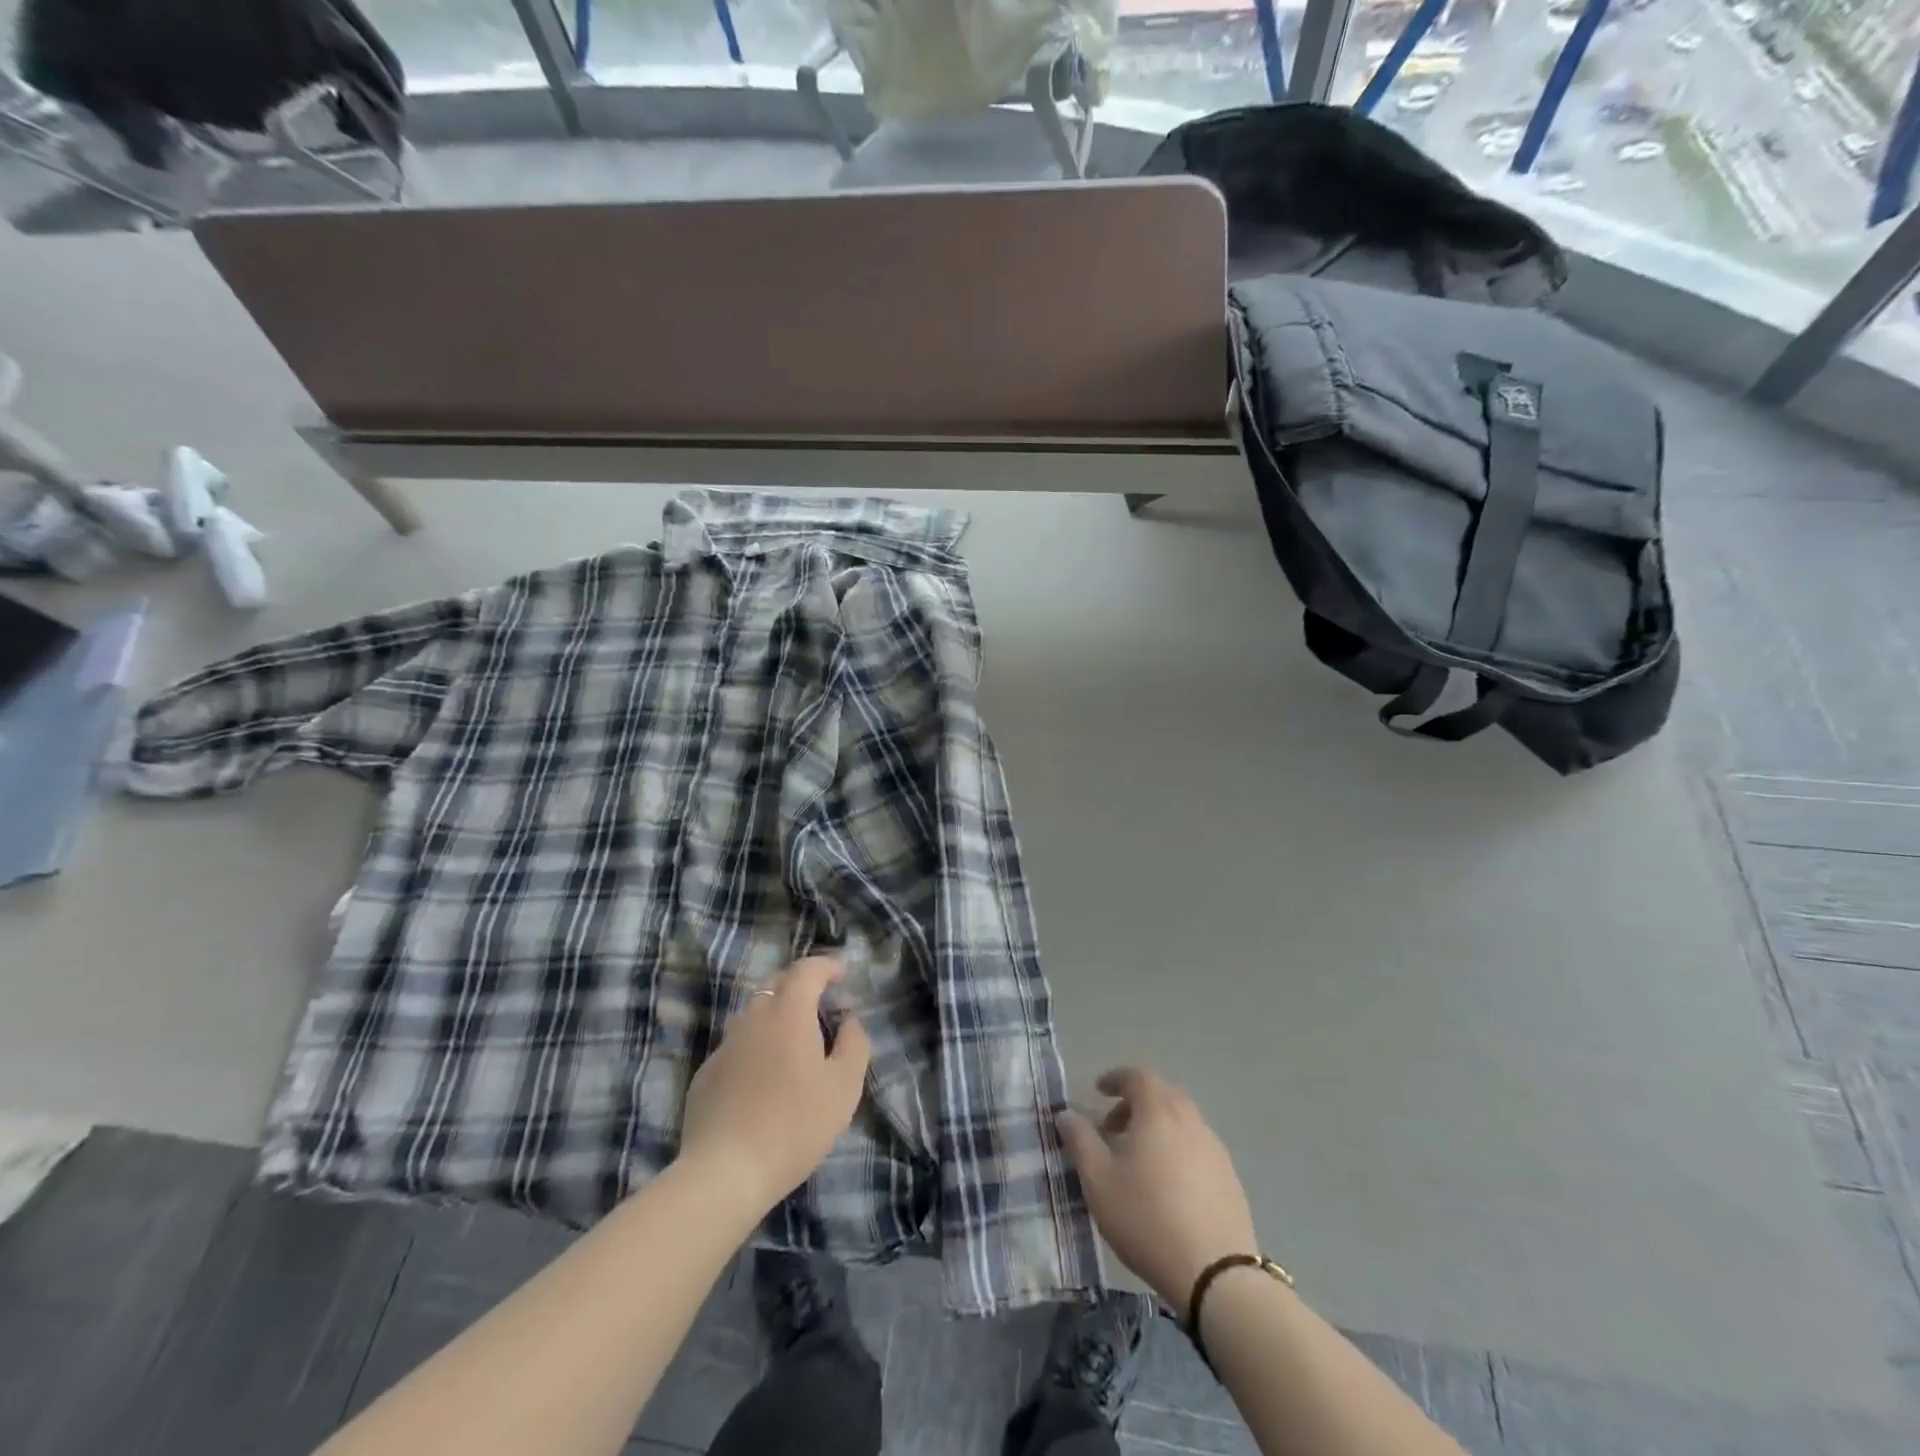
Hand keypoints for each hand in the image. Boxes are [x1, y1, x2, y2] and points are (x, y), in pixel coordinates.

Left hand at [677, 954, 871, 1217]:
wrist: (724, 1173)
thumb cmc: (794, 1125)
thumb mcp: (844, 1087)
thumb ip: (854, 1044)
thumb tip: (850, 1020)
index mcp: (788, 1013)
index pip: (807, 969)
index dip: (827, 965)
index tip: (843, 973)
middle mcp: (753, 1018)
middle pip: (776, 983)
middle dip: (800, 984)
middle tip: (821, 1002)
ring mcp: (725, 1046)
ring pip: (753, 1014)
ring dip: (776, 1014)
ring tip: (794, 1039)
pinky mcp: (706, 1075)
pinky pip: (736, 1045)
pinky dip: (755, 1046)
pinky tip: (764, 1077)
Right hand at [1058, 1067, 1259, 1318]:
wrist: (1216, 1274)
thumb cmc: (1147, 1218)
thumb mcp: (1099, 1180)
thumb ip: (1080, 1140)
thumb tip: (1066, 1113)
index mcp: (1159, 1111)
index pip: (1137, 1076)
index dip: (1116, 1079)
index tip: (1098, 1091)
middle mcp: (1190, 1120)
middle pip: (1162, 1095)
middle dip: (1134, 1104)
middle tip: (1113, 1128)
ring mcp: (1214, 1149)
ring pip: (1181, 1122)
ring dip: (1157, 1128)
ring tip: (1137, 1161)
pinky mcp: (1230, 1178)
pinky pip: (1197, 1148)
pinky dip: (1177, 1150)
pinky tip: (1167, 1186)